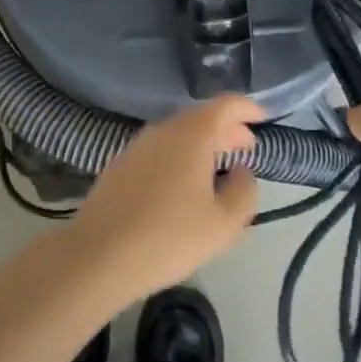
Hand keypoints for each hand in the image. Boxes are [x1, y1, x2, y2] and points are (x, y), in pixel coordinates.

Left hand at [65, 96, 262, 302]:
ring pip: (178, 133)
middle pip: (201, 117)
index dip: (247, 108)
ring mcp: (137, 145)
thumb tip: (241, 171)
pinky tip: (183, 184)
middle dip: (227, 129)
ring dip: (202, 144)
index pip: (225, 105)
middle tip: (246, 148)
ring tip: (218, 168)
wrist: (98, 256)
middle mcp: (163, 130)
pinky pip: (160, 149)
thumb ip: (243, 192)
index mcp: (192, 134)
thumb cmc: (169, 237)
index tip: (263, 119)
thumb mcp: (223, 224)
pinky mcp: (119, 164)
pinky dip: (179, 155)